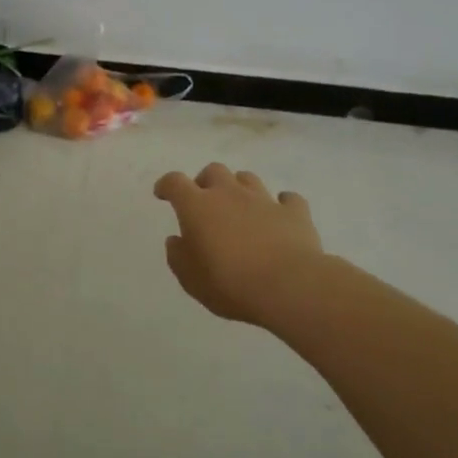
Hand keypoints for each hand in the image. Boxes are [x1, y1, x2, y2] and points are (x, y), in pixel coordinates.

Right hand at [153, 163, 331, 327]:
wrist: (289, 286)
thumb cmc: (230, 284)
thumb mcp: (191, 279)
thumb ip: (178, 256)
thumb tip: (176, 240)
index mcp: (197, 206)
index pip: (175, 182)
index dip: (166, 185)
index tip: (163, 194)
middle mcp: (229, 193)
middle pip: (213, 171)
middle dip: (206, 182)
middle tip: (205, 202)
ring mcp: (264, 199)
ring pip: (248, 178)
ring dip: (240, 188)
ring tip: (240, 208)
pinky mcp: (294, 212)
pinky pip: (287, 199)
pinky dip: (280, 205)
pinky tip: (279, 217)